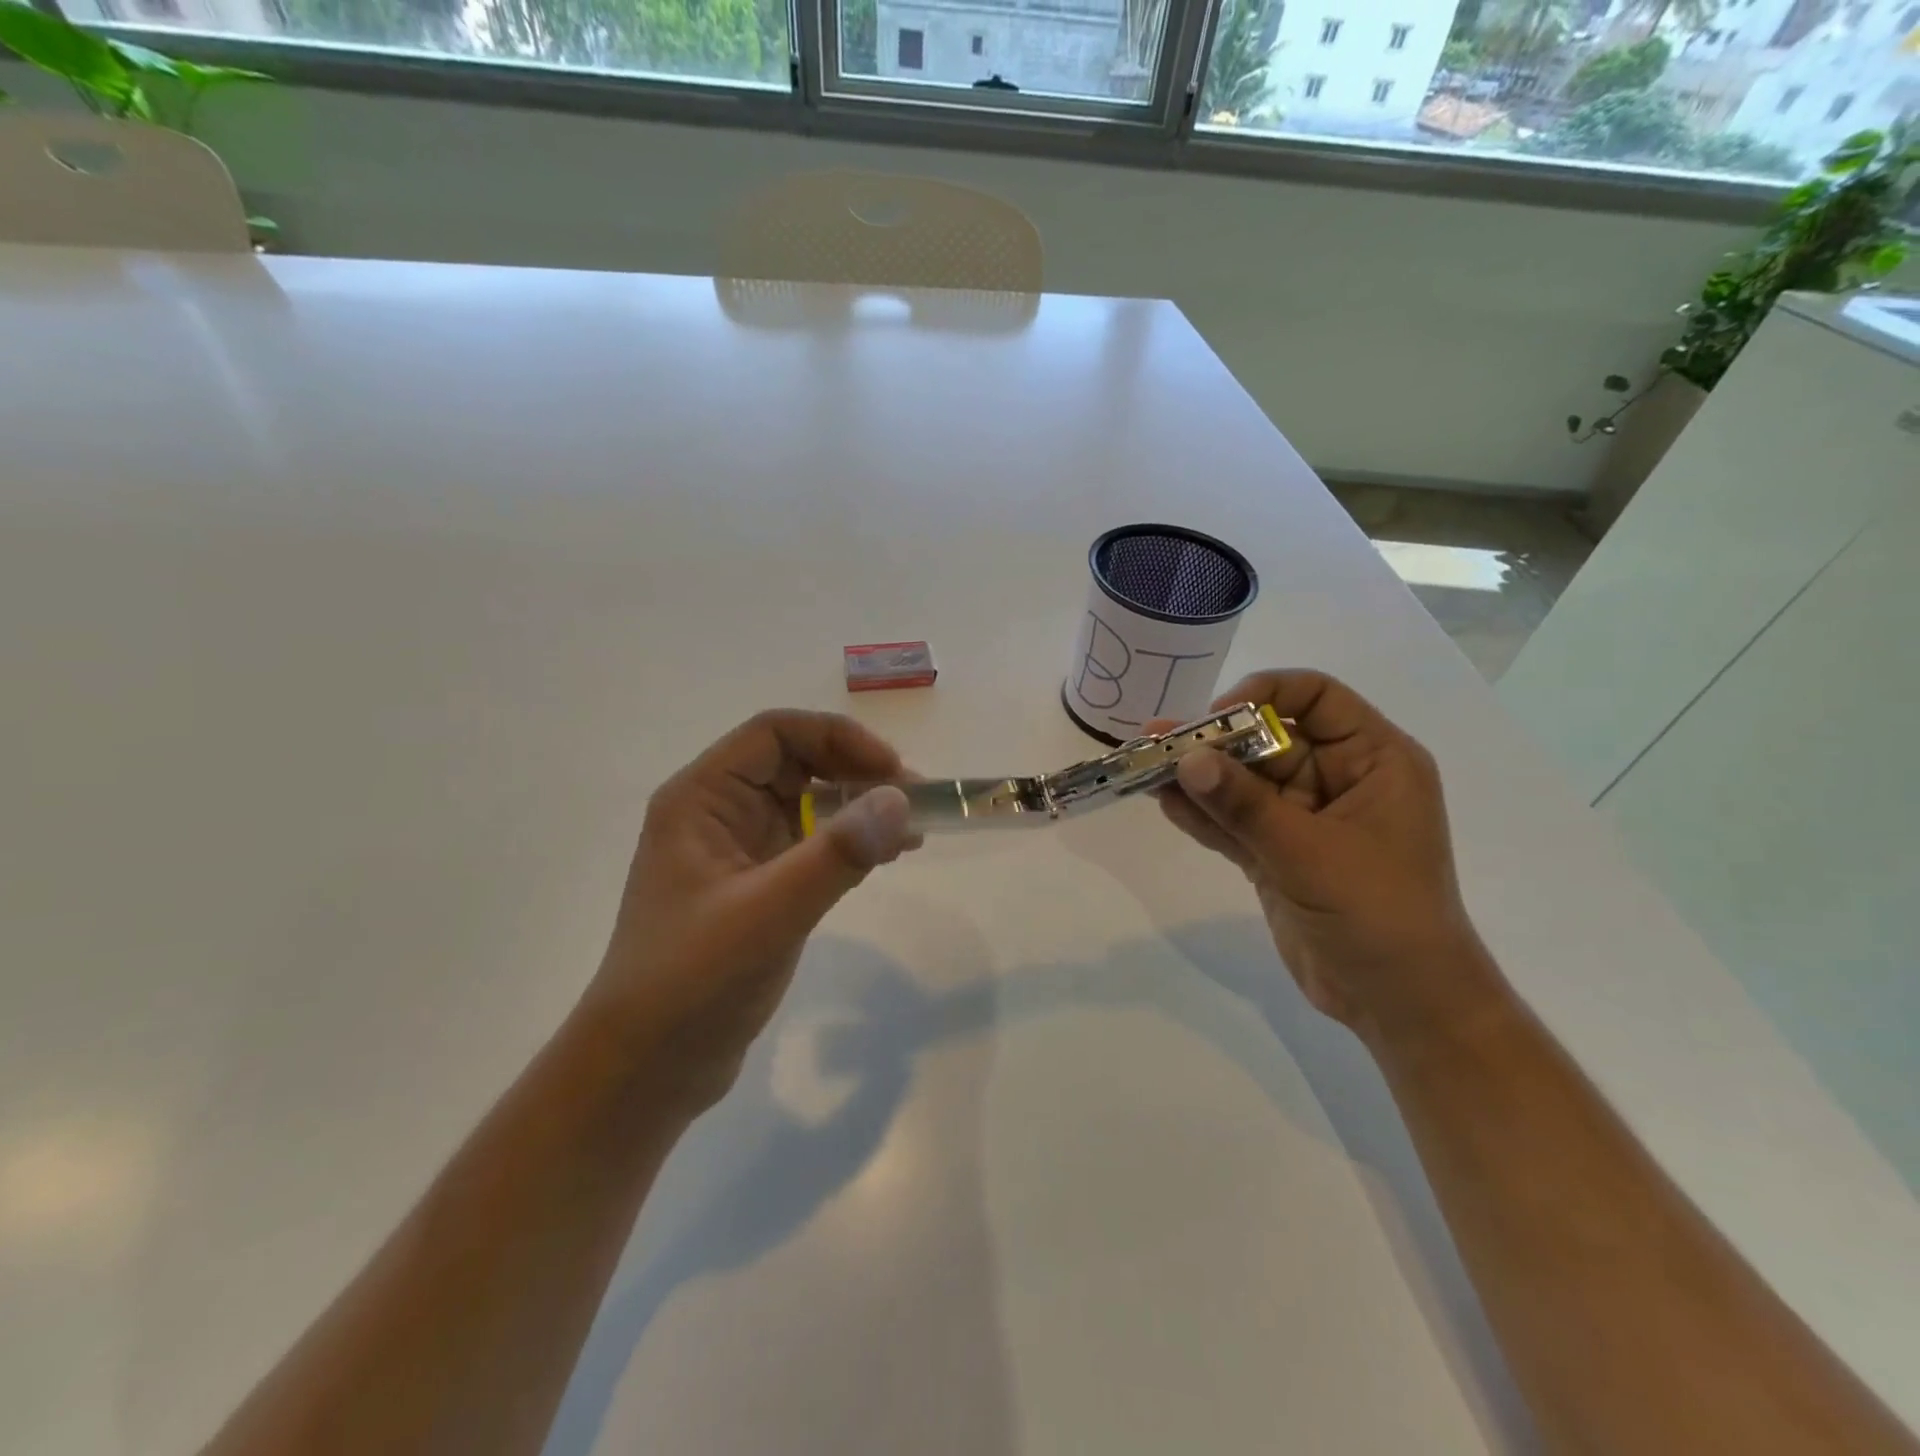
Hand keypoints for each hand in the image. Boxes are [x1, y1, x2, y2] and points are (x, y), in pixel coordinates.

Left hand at [586, 711, 917, 1114]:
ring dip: (860, 807)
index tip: (892, 771)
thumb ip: (836, 854)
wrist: (646, 1068)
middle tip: (915, 802)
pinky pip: (811, 844)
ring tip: (912, 829)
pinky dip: (850, 842)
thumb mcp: (769, 912)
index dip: (838, 738)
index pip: (775, 733)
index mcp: (701, 798)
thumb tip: (900, 800)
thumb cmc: (693, 981)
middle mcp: (718, 812)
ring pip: (809, 804)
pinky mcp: (757, 887)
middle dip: (857, 772)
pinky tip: (887, 855)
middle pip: (797, 762)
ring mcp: (738, 851)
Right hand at [1155, 670, 1499, 1042]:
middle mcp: (1340, 781)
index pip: (1319, 698)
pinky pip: (1237, 823)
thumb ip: (1245, 805)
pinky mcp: (1280, 855)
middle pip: (1270, 740)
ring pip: (1246, 784)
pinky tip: (1165, 803)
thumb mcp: (1309, 853)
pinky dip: (1204, 815)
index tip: (1218, 718)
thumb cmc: (1378, 914)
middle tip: (1159, 741)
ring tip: (1147, 767)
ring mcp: (1306, 820)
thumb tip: (1186, 759)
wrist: (1399, 1004)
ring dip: (1200, 777)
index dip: (1266, 695)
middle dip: (1216, 742)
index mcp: (1374, 761)